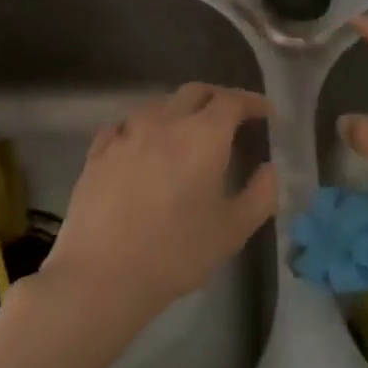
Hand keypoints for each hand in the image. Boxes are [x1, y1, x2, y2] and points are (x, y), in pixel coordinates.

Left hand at [41, 84, 276, 331]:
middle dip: (218, 98)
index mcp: (202, 136)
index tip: (266, 113)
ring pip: (158, 105)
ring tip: (188, 132)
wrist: (102, 275)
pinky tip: (143, 147)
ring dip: (180, 110)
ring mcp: (126, 134)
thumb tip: (269, 168)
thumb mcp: (233, 230)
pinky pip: (126, 125)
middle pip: (195, 92)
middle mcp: (164, 122)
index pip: (232, 101)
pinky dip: (144, 127)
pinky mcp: (98, 152)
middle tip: (232, 117)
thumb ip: (261, 194)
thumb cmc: (176, 253)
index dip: (252, 102)